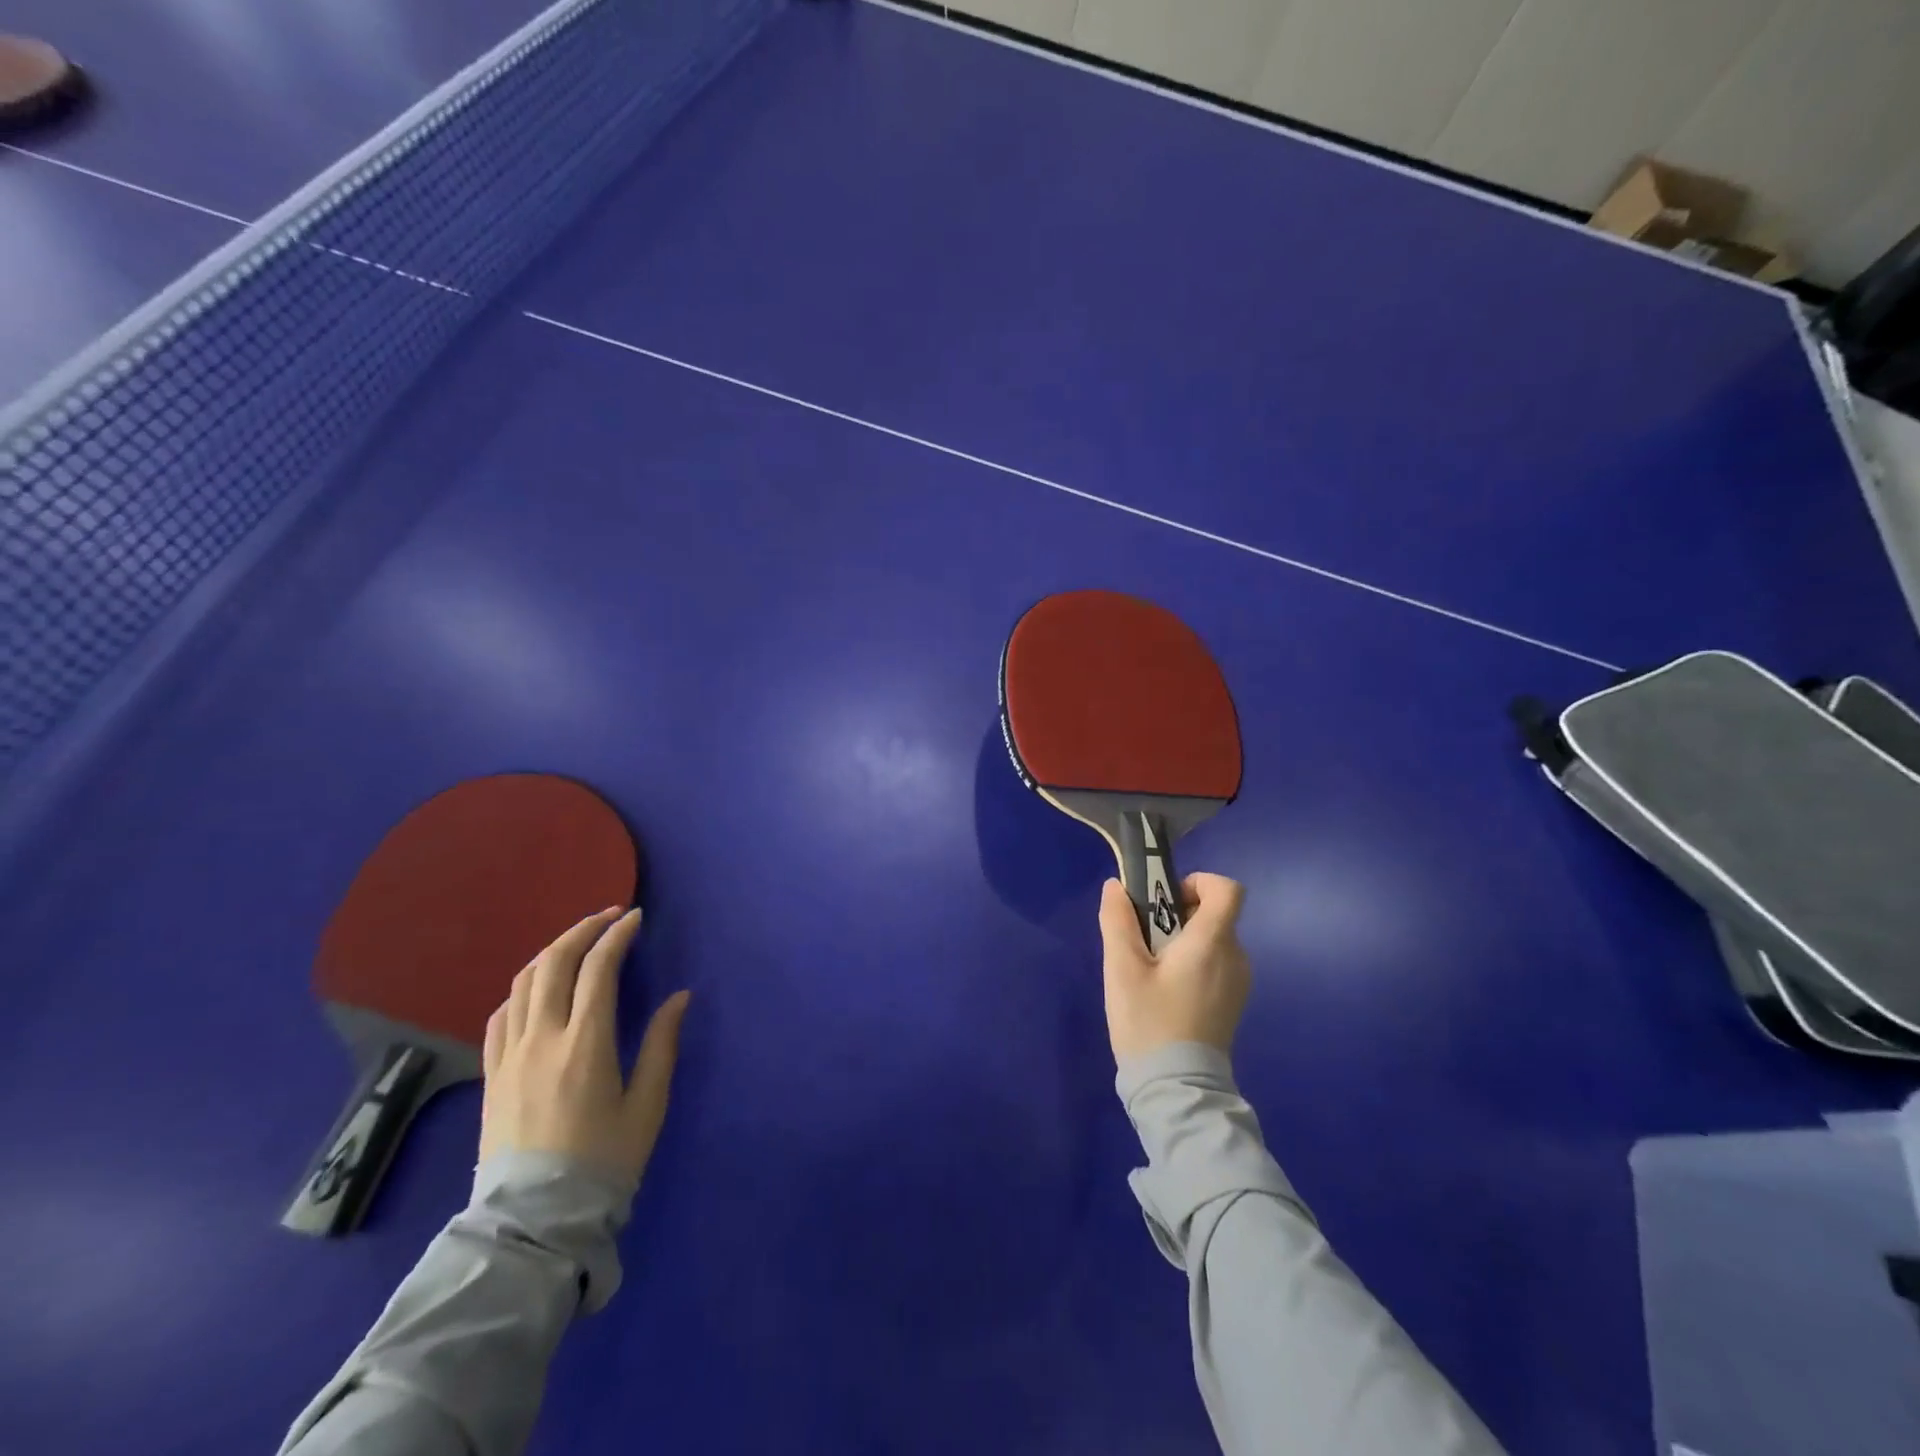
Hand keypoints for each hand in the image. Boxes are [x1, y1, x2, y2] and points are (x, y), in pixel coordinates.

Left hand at [479, 906, 690, 1188]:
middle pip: (554, 963)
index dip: (617, 935)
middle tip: (608, 916)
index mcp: (585, 1043)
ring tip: (577, 943)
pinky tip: (538, 989)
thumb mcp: (647, 1104)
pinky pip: (501, 1015)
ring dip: (551, 952)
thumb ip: (662, 1044)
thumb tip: (679, 997)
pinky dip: (523, 988)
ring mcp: (509, 1056)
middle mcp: (542, 1038)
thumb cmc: (603, 1161)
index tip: (635, 918)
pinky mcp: (491, 1075)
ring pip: (523, 983)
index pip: (598, 968)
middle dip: (582, 929)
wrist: (534, 1221)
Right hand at [1098, 873, 1249, 1060]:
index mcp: (1212, 943)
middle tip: (1143, 939)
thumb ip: (1118, 922)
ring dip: (1183, 940)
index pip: (1227, 890)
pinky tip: (1165, 991)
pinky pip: (1215, 963)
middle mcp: (1235, 957)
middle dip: (1178, 914)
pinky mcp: (1233, 1002)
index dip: (1199, 882)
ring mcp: (1238, 982)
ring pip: (1212, 940)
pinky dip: (1192, 962)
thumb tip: (1116, 886)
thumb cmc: (1149, 1023)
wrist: (1178, 1090)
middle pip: (1214, 914)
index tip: (1166, 899)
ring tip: (1150, 969)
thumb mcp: (1122, 969)